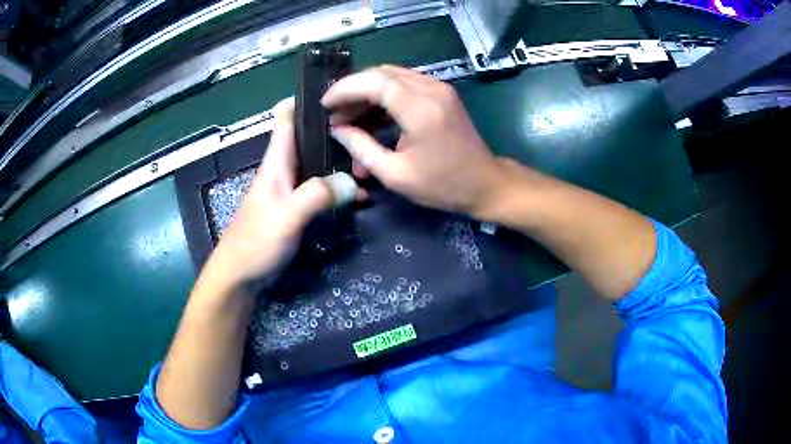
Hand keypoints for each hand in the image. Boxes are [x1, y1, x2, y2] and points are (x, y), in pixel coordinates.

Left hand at [203, 98, 355, 291]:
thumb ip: (316, 196)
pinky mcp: (297, 209)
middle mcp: (284, 170)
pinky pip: (322, 191)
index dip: (306, 101)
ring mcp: (291, 191)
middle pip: (311, 140)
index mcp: (276, 163)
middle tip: (370, 135)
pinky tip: (360, 198)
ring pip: (320, 166)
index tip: (337, 94)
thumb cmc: (255, 242)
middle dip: (337, 134)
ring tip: (371, 167)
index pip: (286, 119)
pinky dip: (340, 190)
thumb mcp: (286, 216)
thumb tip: (352, 183)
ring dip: (342, 164)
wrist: (240, 277)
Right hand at [322, 65, 504, 216]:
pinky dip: (383, 96)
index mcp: (420, 109)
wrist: (485, 184)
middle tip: (334, 113)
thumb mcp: (395, 174)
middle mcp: (431, 89)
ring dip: (366, 92)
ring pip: (392, 76)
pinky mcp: (441, 93)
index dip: (345, 89)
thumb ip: (361, 148)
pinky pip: (405, 84)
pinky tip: (370, 115)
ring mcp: (439, 88)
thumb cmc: (443, 186)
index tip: (325, 104)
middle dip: (352, 90)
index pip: (374, 82)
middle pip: (381, 74)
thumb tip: (337, 129)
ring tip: (347, 116)